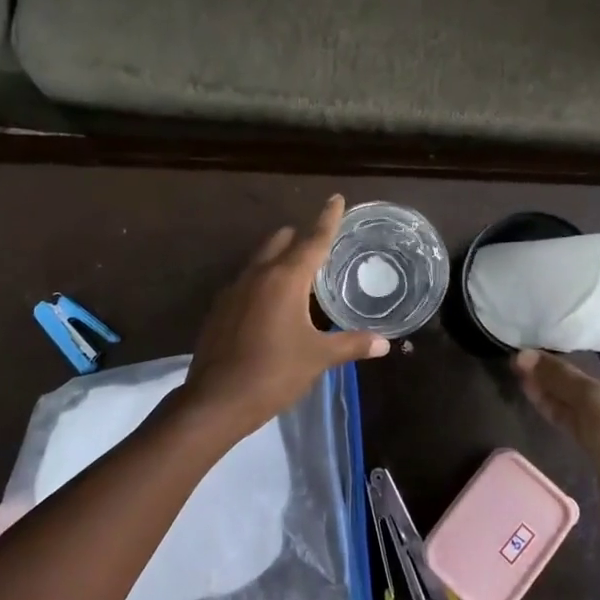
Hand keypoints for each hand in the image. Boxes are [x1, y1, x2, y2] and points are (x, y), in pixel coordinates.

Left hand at [182, 195, 389, 438]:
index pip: (313, 239)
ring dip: (280, 259)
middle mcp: (258, 274)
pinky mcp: (220, 308)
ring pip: (261, 259)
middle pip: (281, 240)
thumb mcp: (318, 358)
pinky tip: (272, 306)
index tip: (336, 198)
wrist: (216, 401)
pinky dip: (263, 282)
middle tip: (321, 247)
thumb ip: (351, 344)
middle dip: (301, 236)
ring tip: (300, 277)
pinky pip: (247, 281)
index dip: (328, 219)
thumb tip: (383, 344)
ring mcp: (234, 290)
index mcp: (285, 278)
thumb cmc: (274, 373)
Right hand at [514, 323, 599, 485]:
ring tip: (522, 361)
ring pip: (585, 390)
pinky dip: (557, 402)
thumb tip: (520, 355)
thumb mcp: (593, 400)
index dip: (595, 319)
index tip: (565, 305)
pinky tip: (529, 388)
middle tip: (538, 329)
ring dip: (556, 379)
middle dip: (568, 349)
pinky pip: (579, 413)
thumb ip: (557, 376)